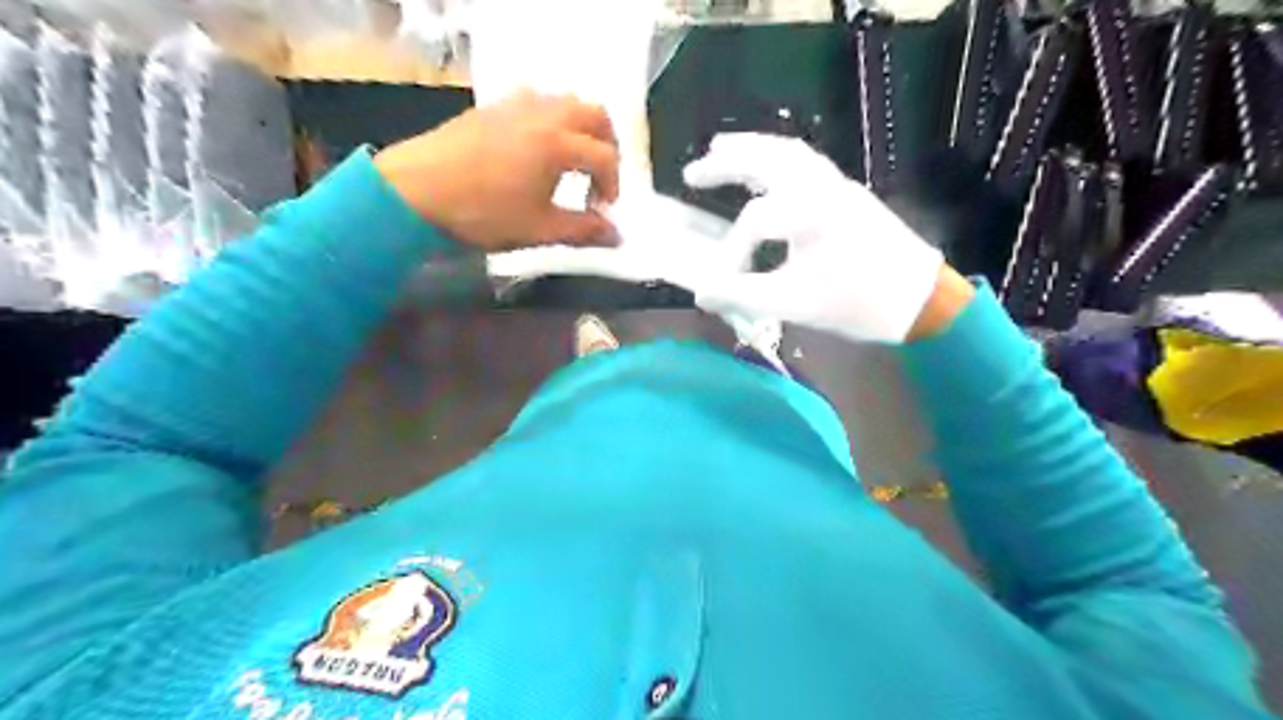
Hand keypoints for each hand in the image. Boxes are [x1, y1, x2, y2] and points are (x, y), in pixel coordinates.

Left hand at [372, 89, 620, 249]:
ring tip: (570, 161)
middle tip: (599, 177)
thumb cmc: (483, 213)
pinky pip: (535, 101)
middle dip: (607, 145)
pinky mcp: (492, 107)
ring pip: (565, 101)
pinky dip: (550, 120)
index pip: (605, 156)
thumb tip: (617, 236)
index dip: (613, 185)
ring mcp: (515, 105)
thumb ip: (583, 231)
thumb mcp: (539, 229)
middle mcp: (543, 114)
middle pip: (594, 114)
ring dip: (580, 128)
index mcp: (558, 143)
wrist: (415, 191)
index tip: (602, 211)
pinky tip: (534, 150)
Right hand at [681, 135, 961, 344]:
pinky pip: (805, 162)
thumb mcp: (796, 305)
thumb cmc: (859, 303)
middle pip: (767, 159)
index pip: (754, 221)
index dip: (730, 252)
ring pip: (788, 153)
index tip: (722, 282)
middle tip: (692, 173)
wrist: (921, 299)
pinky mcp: (847, 192)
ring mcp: (838, 185)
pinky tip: (765, 173)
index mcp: (811, 212)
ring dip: (752, 149)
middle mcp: (823, 187)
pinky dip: (776, 158)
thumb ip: (743, 296)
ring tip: (720, 150)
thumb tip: (701, 295)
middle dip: (726, 163)